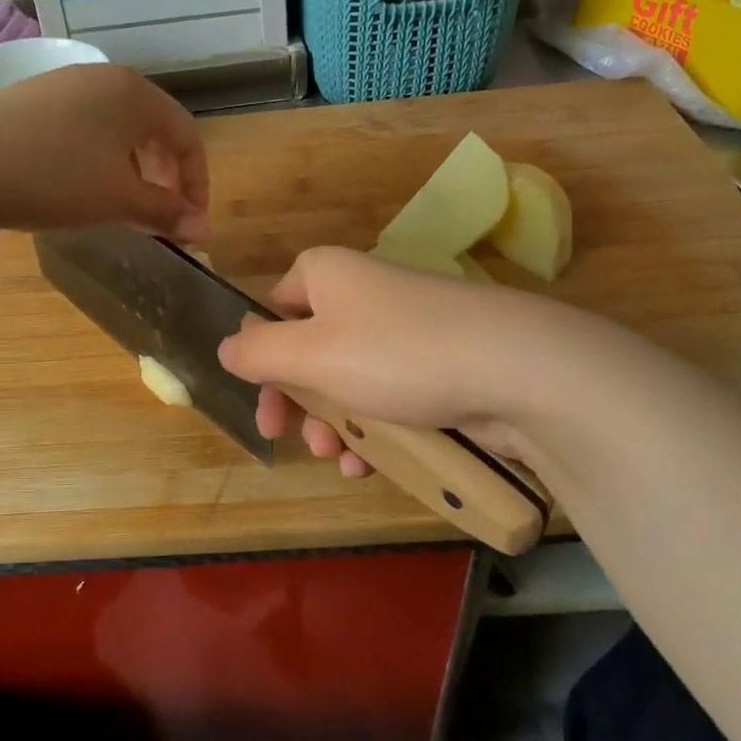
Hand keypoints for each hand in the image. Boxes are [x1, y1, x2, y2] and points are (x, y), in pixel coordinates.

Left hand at [0, 64, 208, 243]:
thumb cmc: (54, 179)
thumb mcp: (118, 200)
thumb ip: (167, 212)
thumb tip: (204, 230)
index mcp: (134, 93)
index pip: (187, 136)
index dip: (197, 183)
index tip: (190, 223)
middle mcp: (102, 77)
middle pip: (153, 128)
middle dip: (165, 175)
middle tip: (160, 215)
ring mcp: (61, 84)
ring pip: (116, 128)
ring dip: (131, 168)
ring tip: (120, 204)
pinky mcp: (28, 99)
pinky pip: (82, 126)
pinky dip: (96, 158)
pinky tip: (77, 185)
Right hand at [217, 247, 520, 475]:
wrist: (515, 369)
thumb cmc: (395, 353)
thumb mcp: (309, 354)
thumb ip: (257, 353)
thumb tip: (225, 348)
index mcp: (327, 275)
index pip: (274, 306)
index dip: (261, 356)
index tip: (263, 401)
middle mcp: (364, 293)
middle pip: (309, 349)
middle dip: (301, 403)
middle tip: (296, 441)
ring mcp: (406, 328)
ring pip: (350, 379)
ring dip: (336, 425)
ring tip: (342, 460)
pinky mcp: (439, 362)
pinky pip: (391, 394)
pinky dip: (377, 429)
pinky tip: (374, 465)